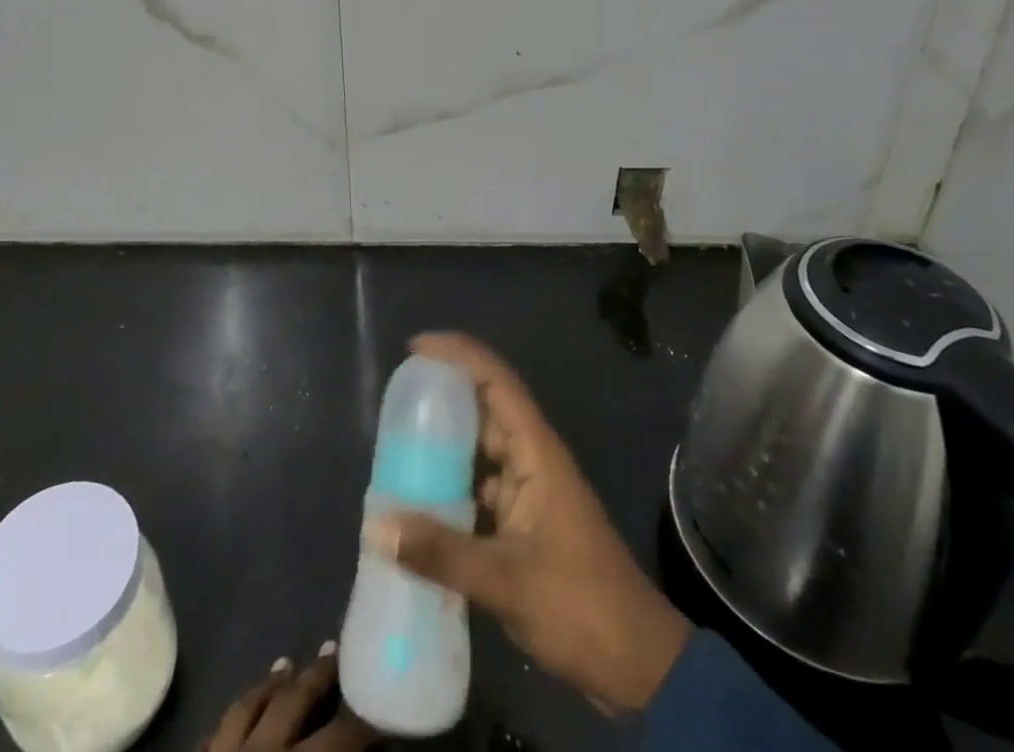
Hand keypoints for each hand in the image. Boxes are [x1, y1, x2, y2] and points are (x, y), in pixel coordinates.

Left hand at [203, 645, 378, 751]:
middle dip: (318, 676)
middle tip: (335, 651)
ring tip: (286, 664)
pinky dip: (232, 719)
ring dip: (271, 684)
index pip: (340, 738)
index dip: (363, 728)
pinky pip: (213, 732)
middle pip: (294, 702)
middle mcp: (262, 751)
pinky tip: (240, 710)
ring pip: (249, 705)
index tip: (380, 718)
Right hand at [364, 333, 690, 713]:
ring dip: (445, 443)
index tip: (416, 347)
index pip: (496, 381)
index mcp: (536, 452)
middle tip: (395, 398)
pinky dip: (452, 485)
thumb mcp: (507, 581)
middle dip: (443, 396)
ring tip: (395, 444)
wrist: (638, 666)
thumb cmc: (580, 606)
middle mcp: (532, 460)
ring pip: (481, 450)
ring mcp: (530, 491)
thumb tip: (375, 526)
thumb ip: (441, 553)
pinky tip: (419, 501)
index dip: (459, 354)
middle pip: (485, 408)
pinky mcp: (525, 523)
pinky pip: (481, 486)